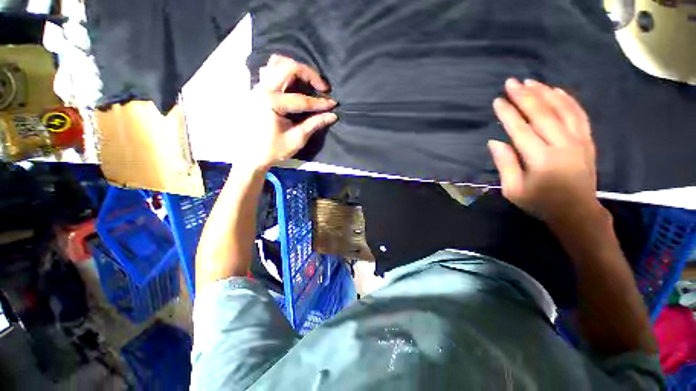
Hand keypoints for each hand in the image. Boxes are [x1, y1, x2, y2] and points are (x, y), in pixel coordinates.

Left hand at [234, 54, 337, 171]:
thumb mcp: (297, 139)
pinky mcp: (257, 90)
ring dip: (296, 69)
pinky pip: (270, 70)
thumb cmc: (273, 149)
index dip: (320, 102)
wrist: (251, 155)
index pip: (302, 99)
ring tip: (308, 82)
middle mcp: (262, 89)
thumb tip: (332, 115)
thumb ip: (314, 124)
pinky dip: (284, 72)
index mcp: (271, 102)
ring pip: (277, 63)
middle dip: (309, 74)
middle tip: (322, 87)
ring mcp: (257, 87)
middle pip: (288, 67)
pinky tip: (292, 83)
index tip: (334, 104)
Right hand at [489, 78, 600, 223]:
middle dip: (524, 96)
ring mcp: (578, 140)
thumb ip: (505, 165)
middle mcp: (562, 145)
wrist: (577, 212)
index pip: (521, 129)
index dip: (508, 114)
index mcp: (540, 159)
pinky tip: (557, 90)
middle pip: (542, 114)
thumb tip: (494, 142)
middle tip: (511, 82)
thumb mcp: (513, 190)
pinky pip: (579, 114)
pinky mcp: (587, 140)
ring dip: (545, 93)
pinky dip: (568, 100)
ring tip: (531, 81)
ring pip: (561, 109)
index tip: (497, 100)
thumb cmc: (540, 203)